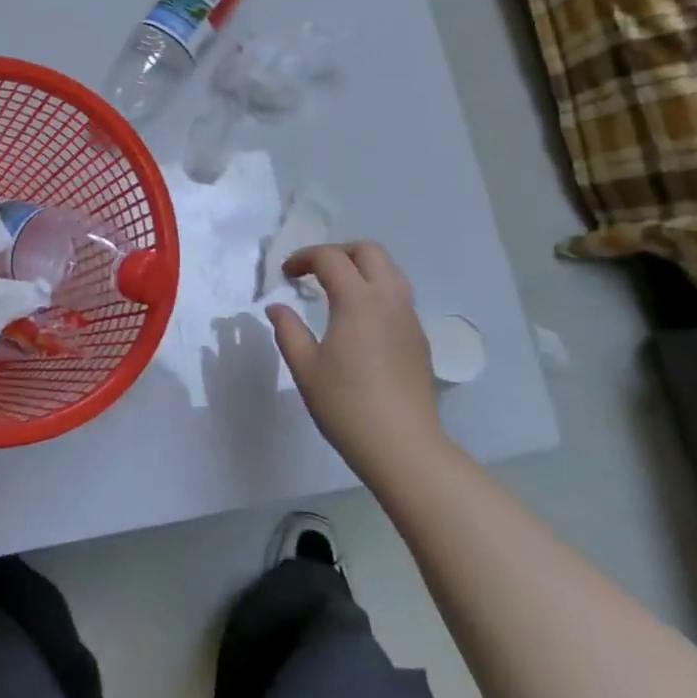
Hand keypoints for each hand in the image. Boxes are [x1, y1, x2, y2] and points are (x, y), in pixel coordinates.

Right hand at [266, 242, 444, 482]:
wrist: (403, 447)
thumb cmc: (347, 407)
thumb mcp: (306, 369)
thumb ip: (288, 331)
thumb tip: (277, 307)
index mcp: (358, 300)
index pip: (330, 258)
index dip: (304, 258)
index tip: (286, 275)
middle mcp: (388, 298)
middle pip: (368, 251)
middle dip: (338, 252)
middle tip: (314, 272)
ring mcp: (409, 317)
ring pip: (389, 270)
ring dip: (361, 267)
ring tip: (337, 290)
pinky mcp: (419, 337)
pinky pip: (398, 295)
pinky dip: (376, 290)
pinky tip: (361, 320)